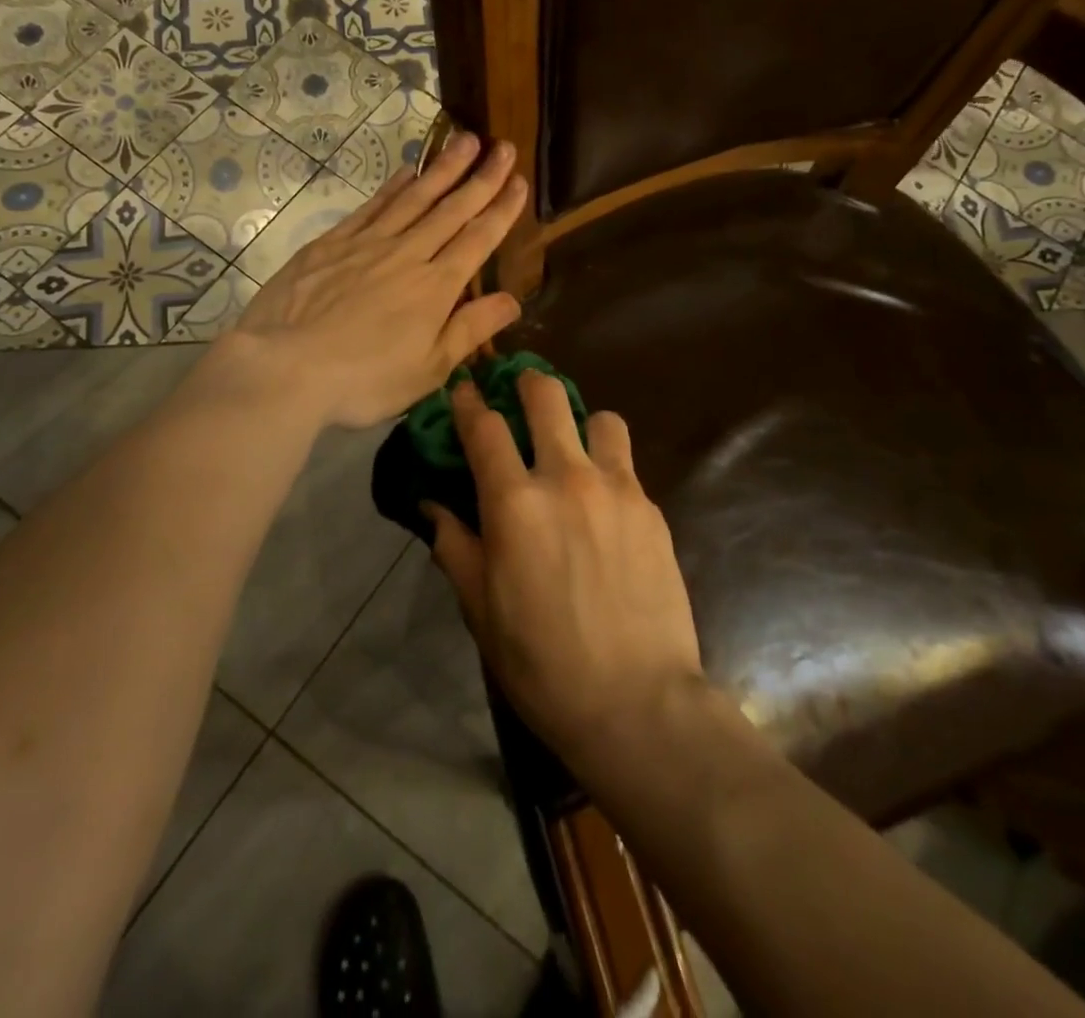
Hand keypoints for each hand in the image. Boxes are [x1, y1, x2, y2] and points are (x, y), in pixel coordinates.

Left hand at [225, 132, 527, 428]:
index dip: (501, 209)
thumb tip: (512, 301)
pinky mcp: (331, 243)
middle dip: (481, 177)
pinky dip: (393, 186)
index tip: (519, 181)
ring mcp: (367, 243)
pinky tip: (406, 171)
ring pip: (413, 197)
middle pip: (450, 209)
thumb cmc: (364, 379)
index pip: (478, 239)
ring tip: (465, 140)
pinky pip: (372, 206)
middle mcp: (407, 254)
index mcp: (436, 287)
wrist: (285, 367)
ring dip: (442, 168)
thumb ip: (470, 329)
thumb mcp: (429, 369)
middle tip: (502, 146)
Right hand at [428, 372, 703, 772]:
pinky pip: (626, 465)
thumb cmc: (542, 662)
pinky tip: (604, 508)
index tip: (465, 388)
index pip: (485, 427)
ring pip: (601, 418)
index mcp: (514, 503)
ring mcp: (616, 489)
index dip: (470, 401)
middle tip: (521, 396)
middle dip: (528, 384)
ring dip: (582, 425)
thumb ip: (454, 546)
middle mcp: (566, 478)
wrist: (637, 702)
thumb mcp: (480, 609)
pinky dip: (609, 469)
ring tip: (576, 454)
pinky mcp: (652, 509)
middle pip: (547, 396)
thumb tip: (433, 506)